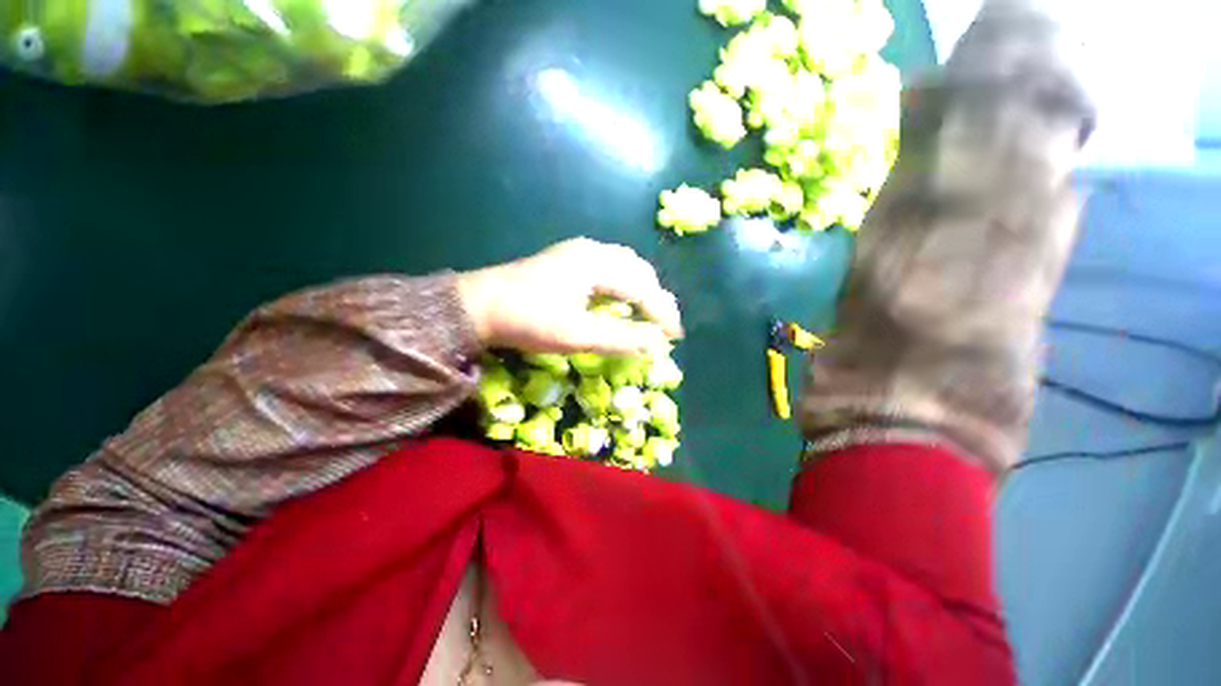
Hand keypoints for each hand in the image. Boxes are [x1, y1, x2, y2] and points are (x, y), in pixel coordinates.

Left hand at [458, 238, 682, 355]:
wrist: (479, 305)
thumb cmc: (528, 320)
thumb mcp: (577, 335)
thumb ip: (621, 339)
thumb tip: (658, 344)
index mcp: (597, 264)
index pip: (643, 288)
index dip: (662, 313)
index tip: (675, 336)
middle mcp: (593, 250)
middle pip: (639, 271)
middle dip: (656, 298)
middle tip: (664, 325)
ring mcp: (579, 251)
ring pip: (625, 266)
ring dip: (642, 289)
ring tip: (649, 313)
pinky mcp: (569, 259)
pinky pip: (610, 266)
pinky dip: (625, 283)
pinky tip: (622, 298)